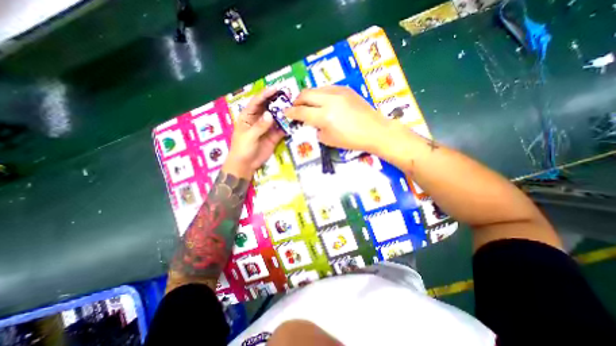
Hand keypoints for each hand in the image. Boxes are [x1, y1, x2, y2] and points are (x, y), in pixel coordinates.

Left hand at [225, 88, 286, 179]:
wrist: (246, 164)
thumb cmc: (242, 148)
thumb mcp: (249, 136)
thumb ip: (260, 126)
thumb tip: (270, 115)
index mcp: (248, 116)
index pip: (257, 102)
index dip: (266, 94)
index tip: (276, 89)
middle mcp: (259, 119)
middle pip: (268, 107)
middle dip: (277, 101)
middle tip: (288, 96)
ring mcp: (267, 127)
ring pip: (277, 117)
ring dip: (284, 113)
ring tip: (294, 107)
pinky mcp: (274, 136)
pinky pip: (282, 129)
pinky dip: (287, 126)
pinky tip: (294, 122)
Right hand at [283, 85, 388, 152]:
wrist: (374, 130)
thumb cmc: (351, 140)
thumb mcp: (329, 140)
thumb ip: (316, 129)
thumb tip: (312, 122)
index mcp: (324, 116)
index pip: (301, 111)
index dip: (291, 112)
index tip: (286, 112)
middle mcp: (329, 100)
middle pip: (306, 94)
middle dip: (297, 100)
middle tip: (296, 107)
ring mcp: (338, 92)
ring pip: (316, 89)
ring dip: (309, 96)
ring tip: (309, 104)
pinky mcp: (346, 89)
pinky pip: (327, 88)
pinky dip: (320, 94)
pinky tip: (323, 102)